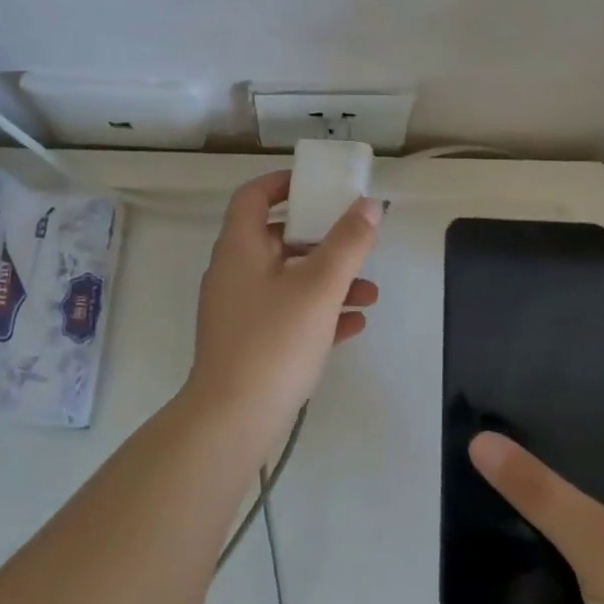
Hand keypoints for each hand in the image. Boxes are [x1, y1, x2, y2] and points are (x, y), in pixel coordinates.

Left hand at [185, 171, 381, 439]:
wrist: (232, 420)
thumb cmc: (274, 342)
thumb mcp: (319, 288)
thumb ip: (348, 243)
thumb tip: (369, 205)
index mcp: (239, 247)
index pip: (253, 196)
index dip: (283, 183)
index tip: (318, 185)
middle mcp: (233, 272)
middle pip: (277, 239)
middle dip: (322, 240)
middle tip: (355, 244)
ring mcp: (238, 310)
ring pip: (287, 280)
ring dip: (328, 281)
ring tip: (370, 295)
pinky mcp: (247, 342)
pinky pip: (286, 314)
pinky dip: (317, 312)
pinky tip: (354, 326)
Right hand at [468, 390, 603, 603]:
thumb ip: (541, 491)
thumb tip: (481, 439)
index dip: (584, 386)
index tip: (527, 369)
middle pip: (601, 451)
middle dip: (552, 433)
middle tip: (493, 410)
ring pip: (585, 495)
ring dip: (545, 481)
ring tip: (489, 453)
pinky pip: (579, 535)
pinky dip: (547, 522)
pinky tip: (505, 514)